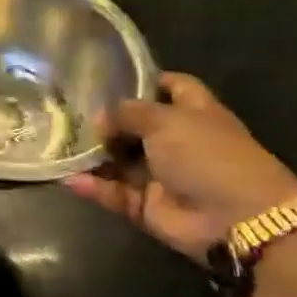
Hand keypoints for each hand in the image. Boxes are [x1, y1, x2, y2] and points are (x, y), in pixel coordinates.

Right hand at [64, 72, 296, 261]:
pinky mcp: (148, 206)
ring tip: (60, 144)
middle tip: (67, 113)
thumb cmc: (208, 155)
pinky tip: (69, 178)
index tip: (107, 77)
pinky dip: (94, 187)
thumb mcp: (165, 120)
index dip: (145, 80)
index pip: (171, 87)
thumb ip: (127, 113)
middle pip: (137, 126)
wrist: (236, 219)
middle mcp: (178, 142)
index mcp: (194, 114)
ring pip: (120, 161)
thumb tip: (100, 118)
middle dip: (105, 121)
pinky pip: (115, 193)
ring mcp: (163, 176)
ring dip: (94, 155)